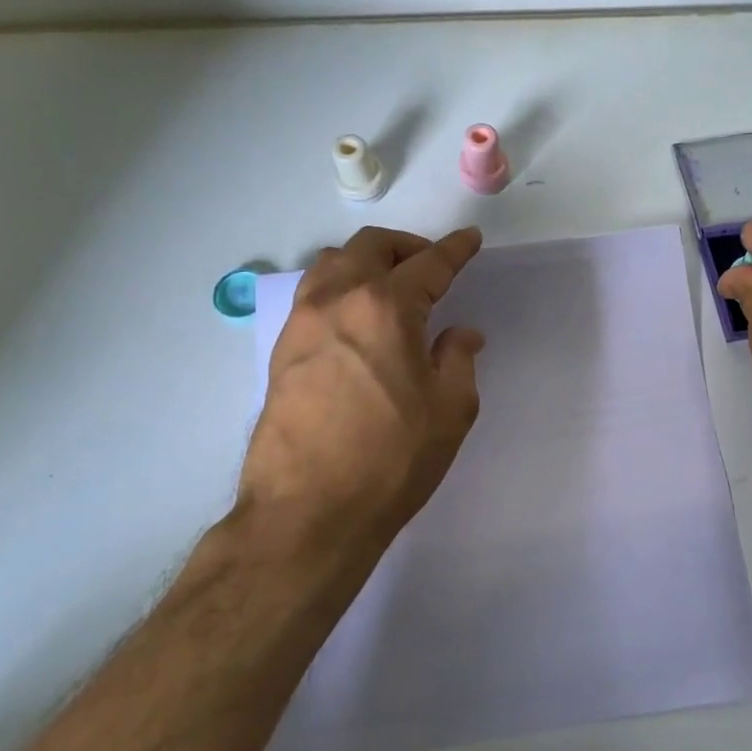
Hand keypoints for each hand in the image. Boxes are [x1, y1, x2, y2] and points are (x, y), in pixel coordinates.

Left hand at [239, 226, 485, 560]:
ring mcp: (302, 322)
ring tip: (390, 287)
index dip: (455, 250)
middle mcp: (339, 300)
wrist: (307, 510)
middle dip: (407, 246)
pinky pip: (313, 294)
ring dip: (367, 261)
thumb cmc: (391, 458)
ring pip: (334, 263)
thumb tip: (461, 334)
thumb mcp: (449, 410)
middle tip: (430, 266)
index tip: (469, 240)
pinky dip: (340, 288)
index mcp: (386, 307)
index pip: (429, 264)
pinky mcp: (282, 350)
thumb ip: (458, 360)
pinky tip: (356, 319)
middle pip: (372, 247)